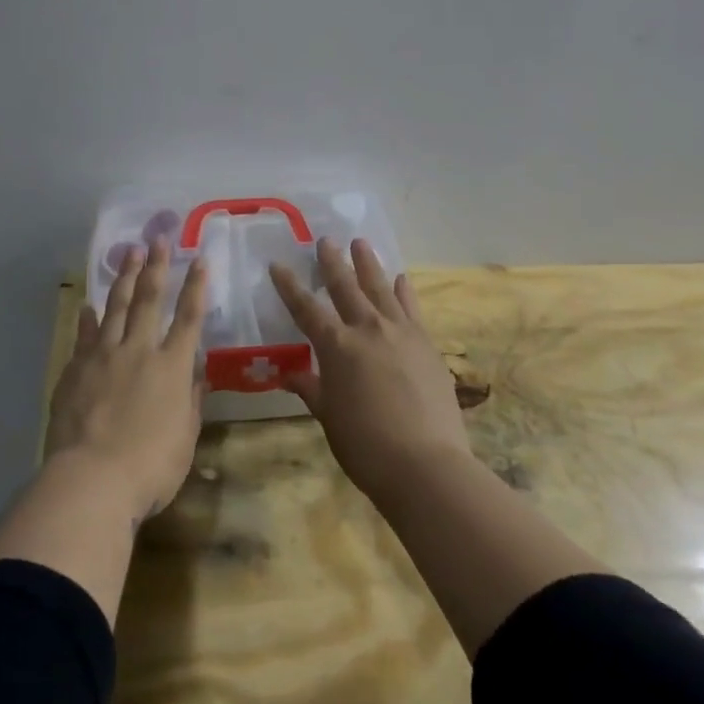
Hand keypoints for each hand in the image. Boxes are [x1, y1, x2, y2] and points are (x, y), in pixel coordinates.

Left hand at [44, 237, 206, 523]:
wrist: (92, 479)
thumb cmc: (150, 467)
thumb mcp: (184, 438)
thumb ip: (190, 401)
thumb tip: (197, 374)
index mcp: (172, 367)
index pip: (189, 318)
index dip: (196, 287)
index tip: (201, 260)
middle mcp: (139, 351)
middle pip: (150, 299)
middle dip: (157, 266)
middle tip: (158, 238)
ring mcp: (104, 356)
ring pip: (117, 307)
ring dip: (125, 278)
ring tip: (129, 252)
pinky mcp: (76, 369)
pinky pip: (85, 336)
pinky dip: (88, 319)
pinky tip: (88, 306)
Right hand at [269, 239, 471, 501]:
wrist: (426, 463)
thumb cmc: (366, 445)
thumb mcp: (329, 417)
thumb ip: (311, 388)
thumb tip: (290, 374)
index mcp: (337, 347)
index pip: (306, 308)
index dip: (289, 286)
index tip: (278, 264)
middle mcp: (367, 329)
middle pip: (346, 286)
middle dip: (332, 262)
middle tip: (324, 240)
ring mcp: (401, 332)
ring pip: (380, 288)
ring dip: (368, 264)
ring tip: (361, 243)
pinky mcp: (426, 343)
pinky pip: (411, 308)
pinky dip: (403, 291)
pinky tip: (400, 279)